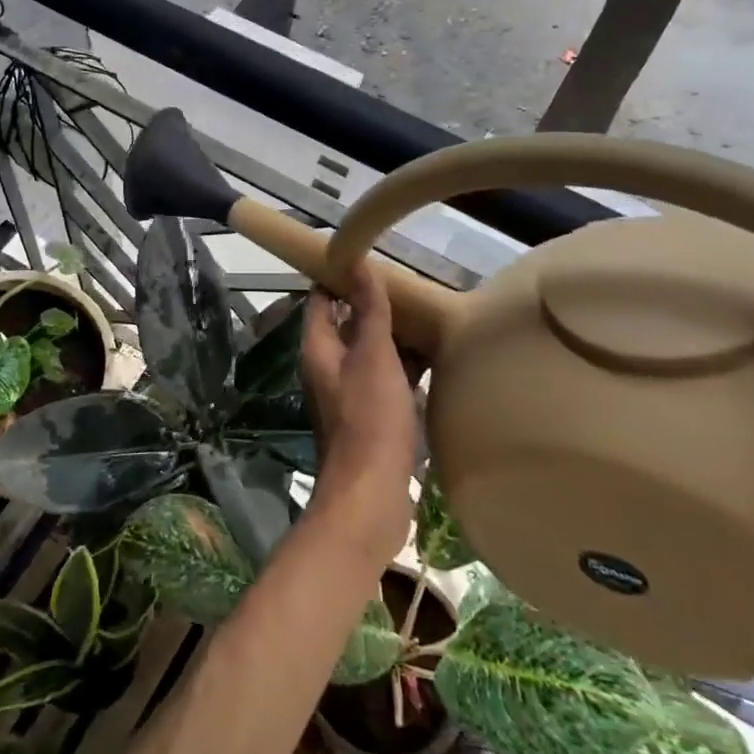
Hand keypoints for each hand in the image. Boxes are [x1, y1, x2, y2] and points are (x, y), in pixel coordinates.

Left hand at [299, 261, 420, 568]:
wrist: (371, 494)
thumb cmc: (369, 419)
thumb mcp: (373, 356)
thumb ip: (369, 311)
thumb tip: (358, 263)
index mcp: (319, 348)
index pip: (321, 298)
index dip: (340, 277)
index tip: (371, 260)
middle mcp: (328, 367)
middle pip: (347, 324)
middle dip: (375, 306)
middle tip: (413, 288)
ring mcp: (348, 394)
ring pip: (370, 353)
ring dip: (393, 337)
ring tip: (429, 317)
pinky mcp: (370, 417)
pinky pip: (386, 380)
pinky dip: (404, 368)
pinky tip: (434, 360)